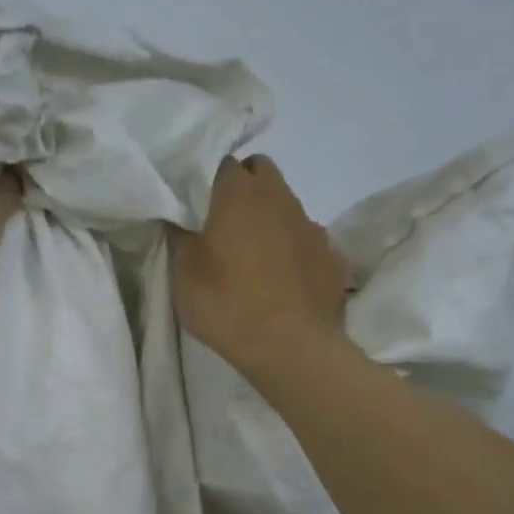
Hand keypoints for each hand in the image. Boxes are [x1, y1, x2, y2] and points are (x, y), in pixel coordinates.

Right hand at [173, 156, 347, 368]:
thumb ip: (182, 238)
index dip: (213, 182)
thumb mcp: (184, 274)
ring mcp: (313, 228)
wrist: (290, 348)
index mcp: (240, 195)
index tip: (202, 207)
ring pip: (289, 208)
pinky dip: (296, 254)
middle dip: (247, 188)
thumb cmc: (227, 304)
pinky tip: (286, 284)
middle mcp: (281, 199)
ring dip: (273, 222)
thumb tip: (180, 221)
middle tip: (228, 225)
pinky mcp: (334, 258)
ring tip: (257, 260)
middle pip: (263, 173)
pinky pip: (310, 244)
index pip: (227, 164)